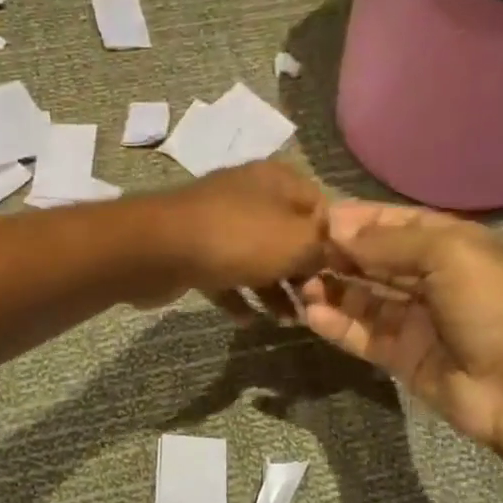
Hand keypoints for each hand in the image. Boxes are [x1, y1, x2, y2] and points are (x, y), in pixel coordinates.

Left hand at [136, 160, 328, 318]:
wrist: (159, 249)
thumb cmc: (239, 239)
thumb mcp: (298, 242)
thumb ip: (324, 248)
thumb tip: (333, 255)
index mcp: (278, 181)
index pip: (321, 206)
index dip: (335, 241)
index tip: (343, 275)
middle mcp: (249, 194)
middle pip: (288, 234)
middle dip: (303, 272)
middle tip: (315, 304)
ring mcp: (217, 222)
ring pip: (256, 257)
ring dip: (273, 289)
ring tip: (287, 321)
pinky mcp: (193, 249)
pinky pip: (224, 274)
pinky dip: (238, 295)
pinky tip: (248, 321)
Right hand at [298, 201, 502, 446]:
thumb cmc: (491, 306)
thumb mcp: (448, 254)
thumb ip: (388, 242)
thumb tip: (337, 231)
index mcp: (448, 244)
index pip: (391, 222)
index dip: (354, 219)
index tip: (312, 219)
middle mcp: (429, 277)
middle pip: (372, 259)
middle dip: (336, 253)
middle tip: (295, 252)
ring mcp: (414, 319)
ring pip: (362, 297)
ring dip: (331, 288)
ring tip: (299, 283)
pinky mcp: (400, 356)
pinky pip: (361, 334)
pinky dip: (336, 324)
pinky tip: (311, 314)